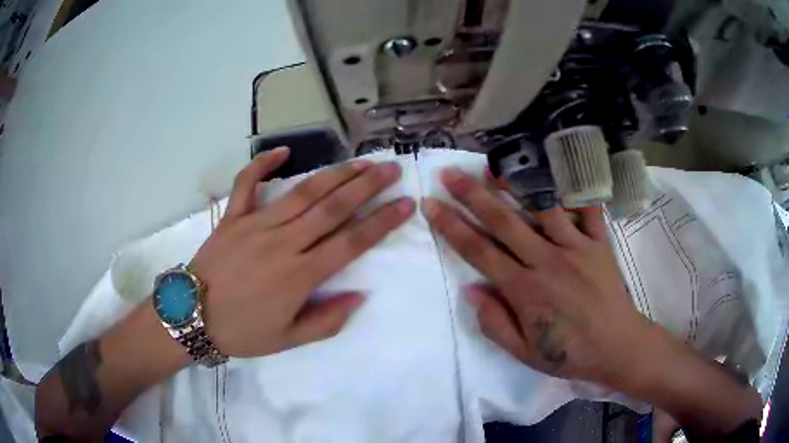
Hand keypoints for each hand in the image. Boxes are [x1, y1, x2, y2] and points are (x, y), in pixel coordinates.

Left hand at [189, 147, 414, 357]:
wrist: (191, 316)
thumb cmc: (240, 332)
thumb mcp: (287, 340)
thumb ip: (325, 321)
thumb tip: (359, 296)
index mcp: (299, 276)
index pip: (351, 243)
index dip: (382, 221)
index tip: (406, 203)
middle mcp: (282, 243)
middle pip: (332, 208)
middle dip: (367, 186)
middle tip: (391, 168)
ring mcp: (255, 225)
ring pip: (302, 193)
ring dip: (334, 174)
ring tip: (360, 161)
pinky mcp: (232, 217)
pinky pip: (247, 184)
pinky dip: (263, 164)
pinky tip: (285, 150)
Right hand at [422, 167, 652, 387]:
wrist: (617, 346)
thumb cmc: (569, 353)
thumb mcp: (524, 353)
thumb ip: (494, 323)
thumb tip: (472, 289)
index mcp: (525, 290)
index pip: (479, 252)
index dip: (452, 226)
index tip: (431, 205)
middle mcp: (547, 261)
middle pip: (504, 221)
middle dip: (472, 195)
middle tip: (450, 173)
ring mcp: (576, 247)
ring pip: (542, 206)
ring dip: (516, 183)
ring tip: (494, 166)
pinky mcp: (599, 242)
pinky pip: (586, 209)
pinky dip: (572, 188)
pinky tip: (556, 172)